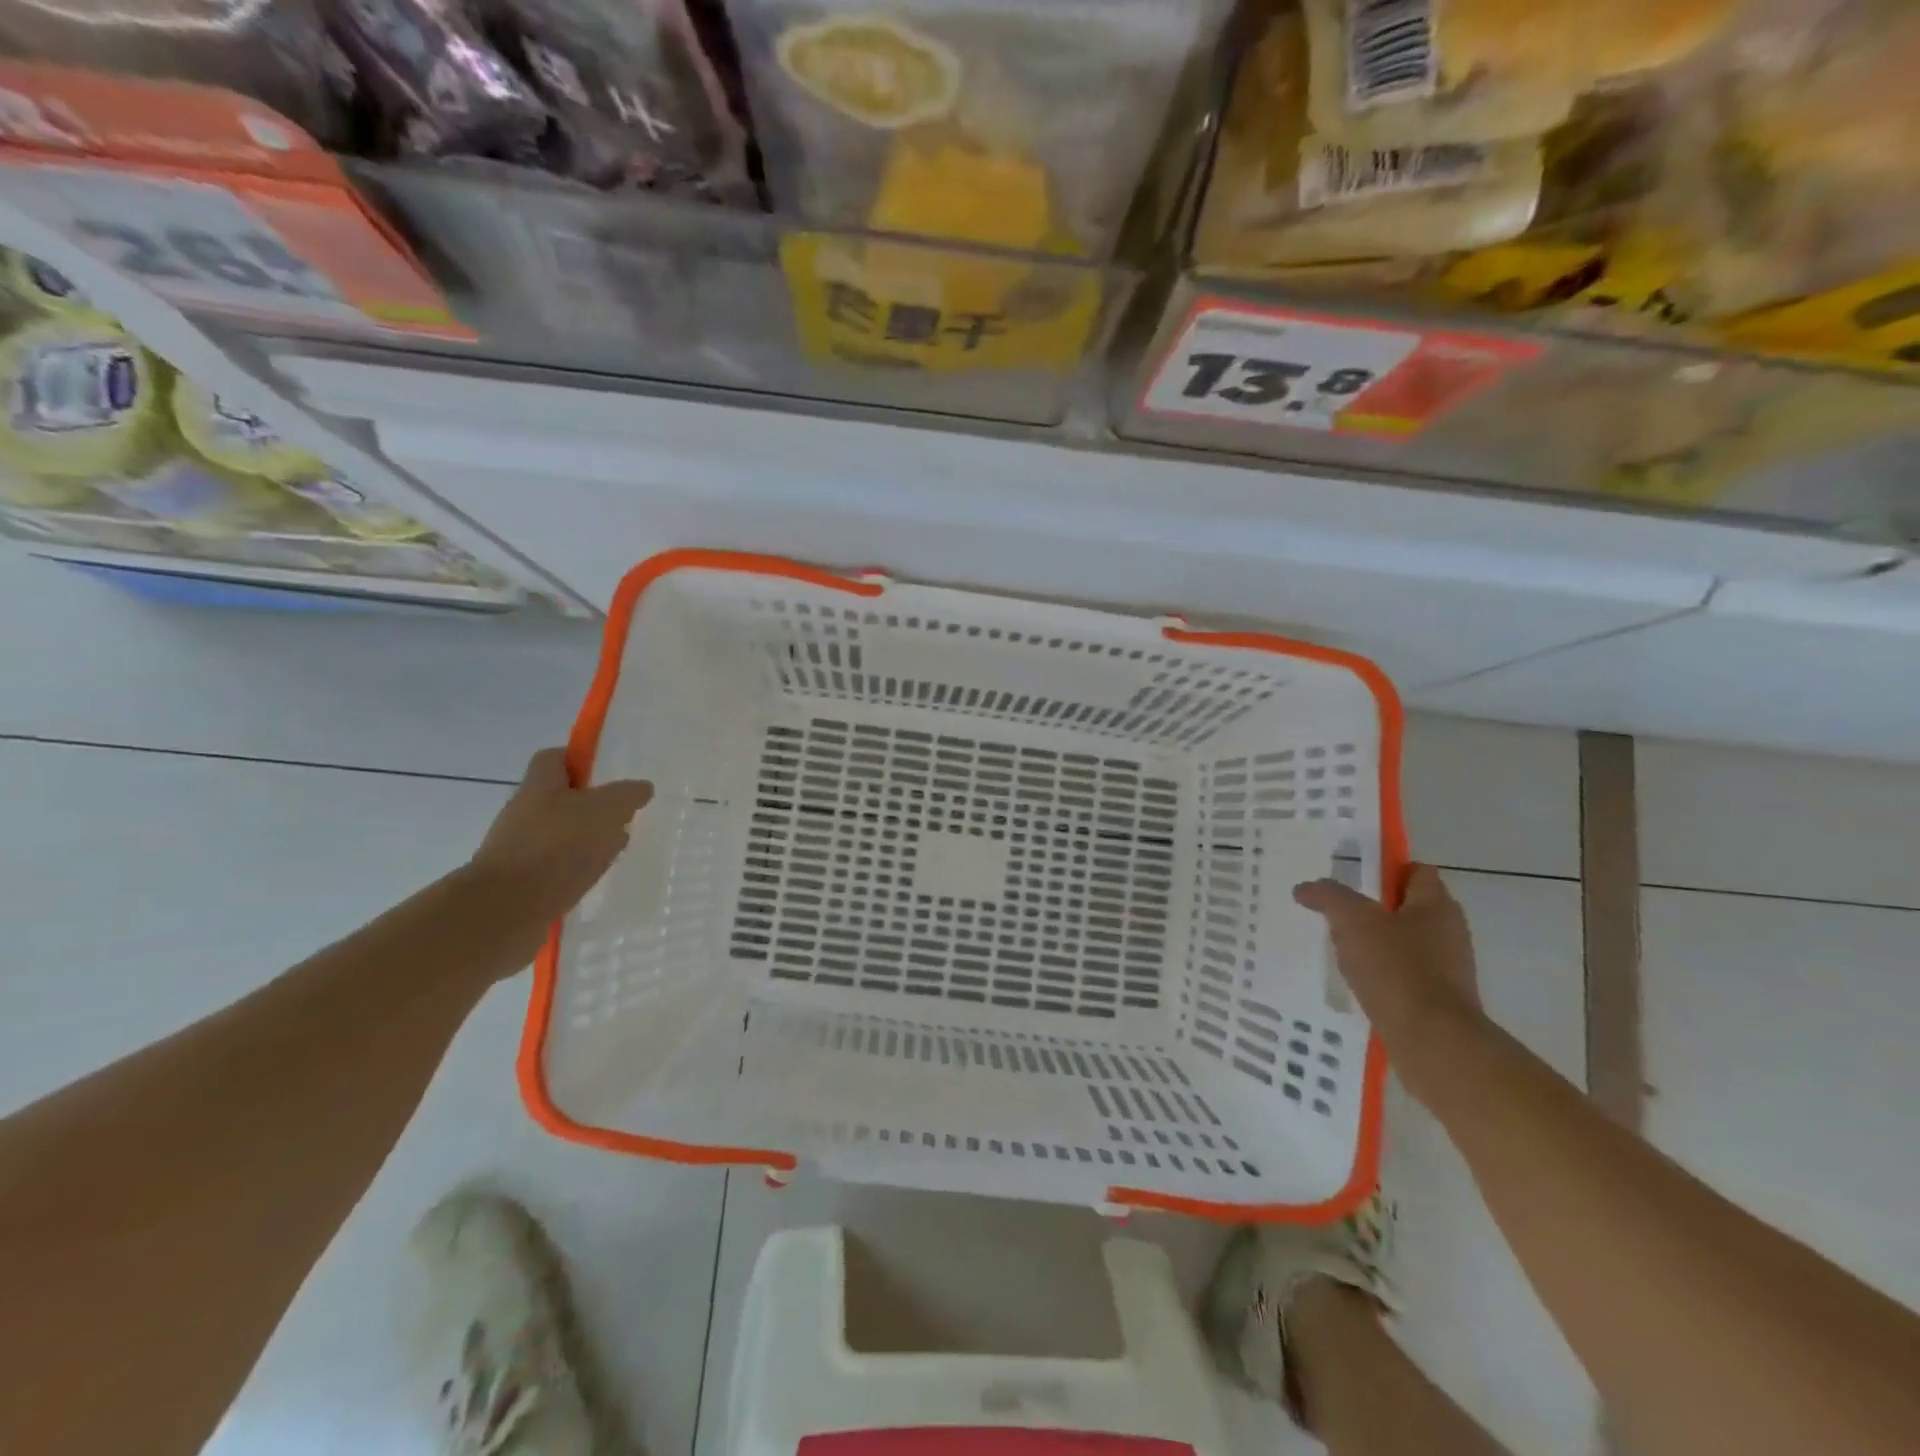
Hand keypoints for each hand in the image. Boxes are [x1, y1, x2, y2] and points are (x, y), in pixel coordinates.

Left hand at [467, 748, 652, 937]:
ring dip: (586, 841)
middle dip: (592, 806)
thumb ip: (627, 794)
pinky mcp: (521, 882)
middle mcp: (524, 812)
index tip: (609, 774)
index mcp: (540, 786)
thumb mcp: (607, 810)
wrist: (506, 911)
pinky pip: (555, 867)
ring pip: (560, 835)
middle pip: (560, 798)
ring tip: (614, 852)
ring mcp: (519, 849)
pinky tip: (594, 879)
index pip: (555, 758)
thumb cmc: (558, 847)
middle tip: (622, 817)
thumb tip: (641, 788)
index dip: (581, 760)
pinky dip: (576, 870)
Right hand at [1293, 865, 1483, 1081]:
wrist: (1433, 1042)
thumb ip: (1329, 897)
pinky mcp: (1440, 1001)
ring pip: (1406, 943)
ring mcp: (1448, 969)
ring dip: (1376, 944)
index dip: (1385, 870)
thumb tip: (1306, 888)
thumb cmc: (1396, 969)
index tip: (1352, 880)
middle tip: (1339, 914)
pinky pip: (1405, 976)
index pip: (1416, 872)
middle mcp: (1449, 933)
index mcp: (1436, 906)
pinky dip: (1383, 975)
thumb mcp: (1352, 921)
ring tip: (1342, 950)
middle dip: (1374, 909)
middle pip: (1409, 908)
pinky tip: (1358, 983)